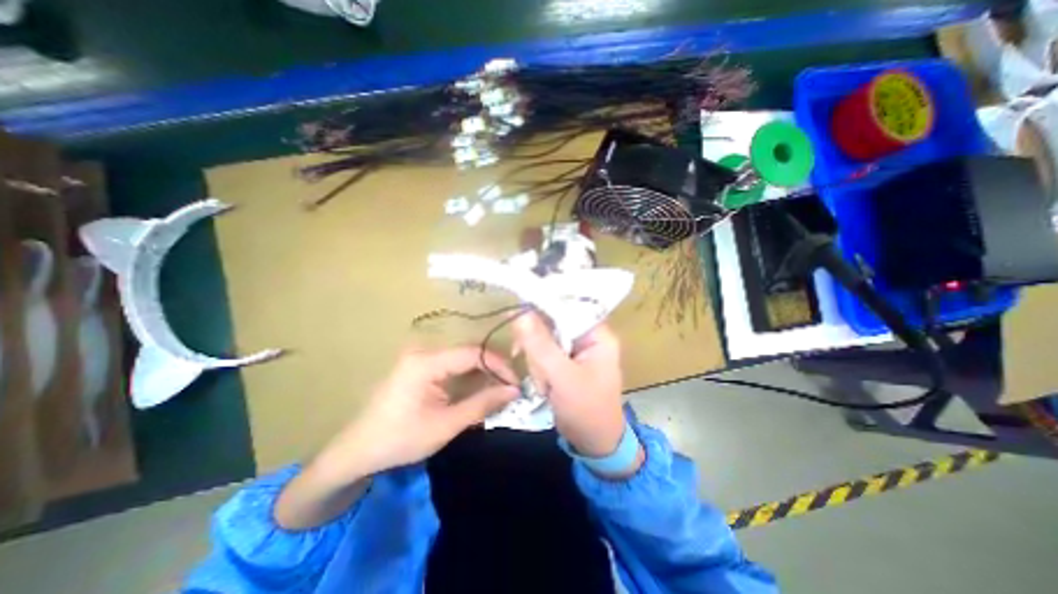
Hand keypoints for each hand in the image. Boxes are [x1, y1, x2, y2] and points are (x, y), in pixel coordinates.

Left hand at [323, 347, 518, 476]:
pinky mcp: (420, 366)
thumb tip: (514, 390)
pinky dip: (469, 377)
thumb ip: (482, 404)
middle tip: (511, 388)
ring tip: (500, 390)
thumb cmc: (400, 440)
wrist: (357, 450)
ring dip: (482, 373)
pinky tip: (480, 389)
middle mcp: (424, 351)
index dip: (499, 366)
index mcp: (426, 362)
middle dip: (493, 369)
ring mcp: (420, 357)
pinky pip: (452, 365)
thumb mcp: (446, 425)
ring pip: (462, 359)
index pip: (474, 353)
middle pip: (469, 353)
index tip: (516, 383)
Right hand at [515, 314, 625, 457]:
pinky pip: (543, 352)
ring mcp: (575, 349)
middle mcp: (587, 336)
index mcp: (597, 335)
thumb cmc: (586, 410)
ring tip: (547, 385)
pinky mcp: (564, 360)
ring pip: (544, 338)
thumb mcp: (563, 378)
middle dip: (540, 346)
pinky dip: (538, 367)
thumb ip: (541, 346)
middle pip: (552, 322)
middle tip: (540, 369)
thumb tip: (521, 314)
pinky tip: (544, 385)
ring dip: (538, 361)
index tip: (518, 314)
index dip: (543, 306)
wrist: (593, 443)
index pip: (568, 307)